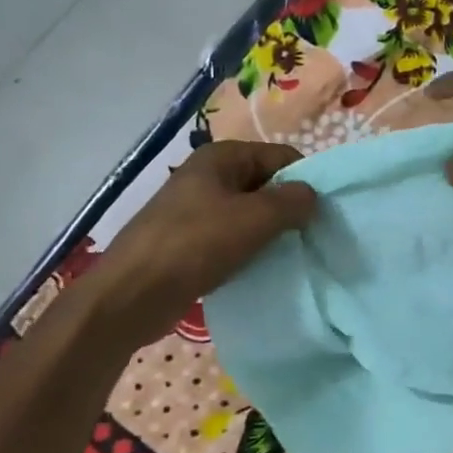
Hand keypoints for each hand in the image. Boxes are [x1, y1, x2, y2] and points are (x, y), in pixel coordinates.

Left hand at [89, 141, 315, 342]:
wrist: (131, 295)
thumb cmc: (195, 245)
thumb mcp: (254, 219)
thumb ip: (292, 202)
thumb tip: (313, 196)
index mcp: (221, 157)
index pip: (280, 156)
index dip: (304, 181)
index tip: (322, 213)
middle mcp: (207, 176)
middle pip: (265, 184)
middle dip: (288, 208)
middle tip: (310, 237)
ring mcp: (195, 209)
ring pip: (248, 214)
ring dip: (269, 233)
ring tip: (290, 255)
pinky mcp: (188, 242)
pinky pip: (230, 238)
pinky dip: (248, 250)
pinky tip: (261, 269)